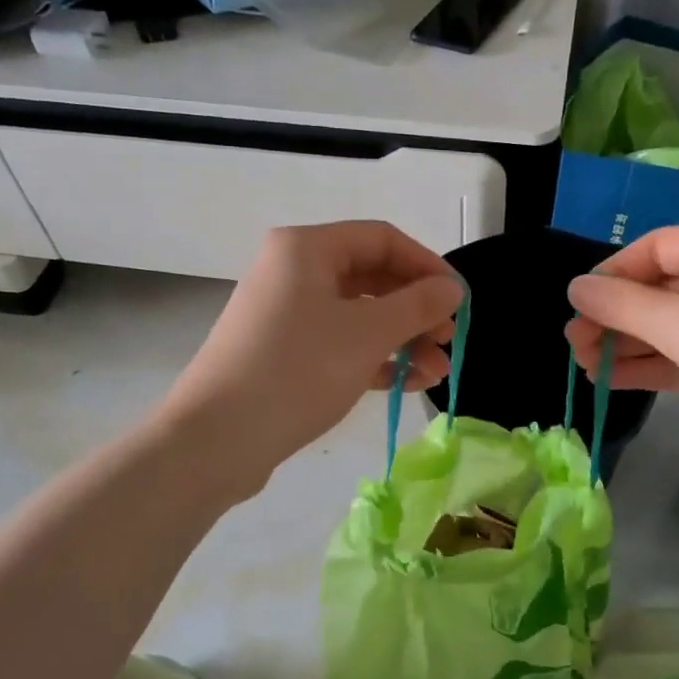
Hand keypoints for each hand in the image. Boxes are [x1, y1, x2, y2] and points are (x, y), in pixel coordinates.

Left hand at [162, 222, 461, 494]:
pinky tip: (406, 383)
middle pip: (372, 277)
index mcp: (307, 248)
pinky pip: (340, 343)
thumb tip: (452, 288)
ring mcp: (287, 314)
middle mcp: (294, 271)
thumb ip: (417, 305)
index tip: (460, 300)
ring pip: (359, 315)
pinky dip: (374, 359)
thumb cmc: (297, 370)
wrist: (218, 438)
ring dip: (401, 340)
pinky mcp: (284, 352)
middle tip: (447, 341)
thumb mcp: (368, 334)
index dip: (427, 266)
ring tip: (435, 374)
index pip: (382, 239)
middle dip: (416, 310)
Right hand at [564, 223, 678, 493]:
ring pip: (669, 326)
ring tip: (584, 365)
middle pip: (659, 287)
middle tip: (574, 344)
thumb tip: (574, 287)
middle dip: (614, 314)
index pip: (655, 247)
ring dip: (627, 343)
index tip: (574, 307)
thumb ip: (623, 304)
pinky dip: (650, 366)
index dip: (610, 274)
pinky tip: (611, 380)